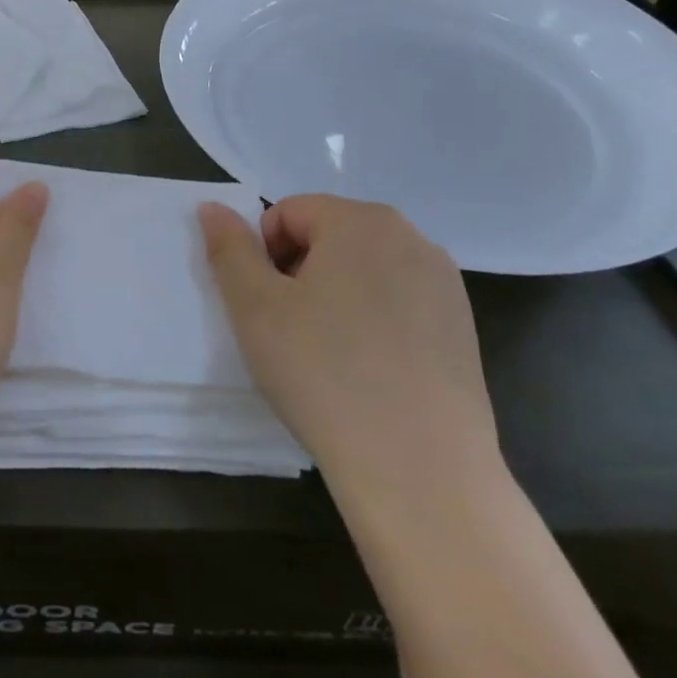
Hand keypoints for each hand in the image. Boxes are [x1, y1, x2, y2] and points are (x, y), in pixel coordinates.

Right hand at [198, 195, 503, 512]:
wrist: (419, 470)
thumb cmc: (322, 372)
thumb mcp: (254, 307)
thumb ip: (228, 247)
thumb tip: (212, 206)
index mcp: (360, 220)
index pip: (287, 213)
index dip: (263, 256)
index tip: (266, 307)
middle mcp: (411, 237)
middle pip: (329, 236)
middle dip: (300, 272)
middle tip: (291, 330)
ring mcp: (444, 284)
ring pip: (364, 271)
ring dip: (336, 297)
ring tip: (329, 354)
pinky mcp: (464, 328)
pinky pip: (399, 304)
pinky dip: (374, 323)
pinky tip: (370, 372)